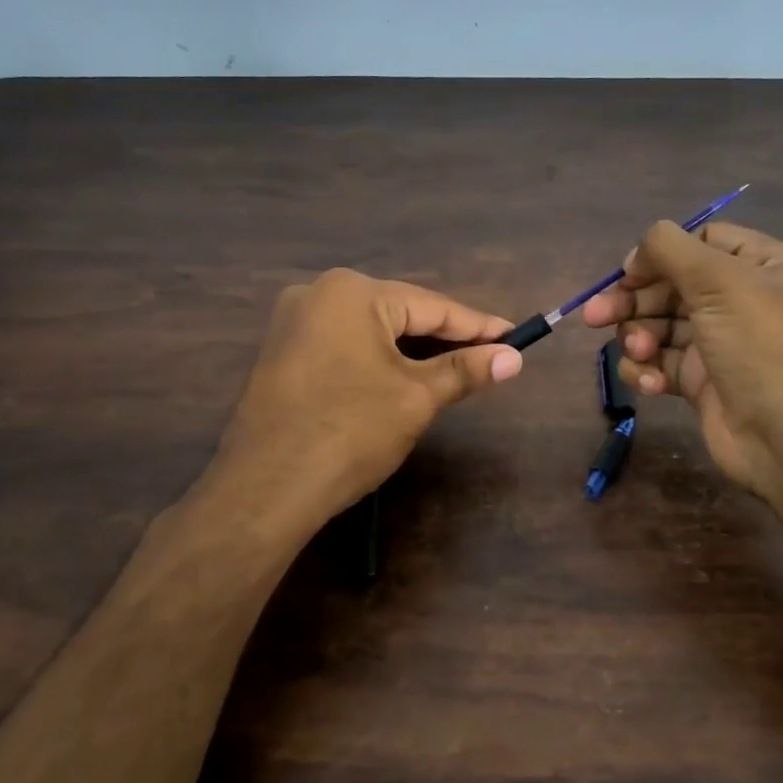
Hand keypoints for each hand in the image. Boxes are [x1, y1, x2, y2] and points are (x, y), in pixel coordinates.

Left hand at [214, 268, 522, 524]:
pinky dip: (380, 361)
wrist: (266, 490)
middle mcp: (318, 294)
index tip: (516, 336)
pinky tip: (405, 379)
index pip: (432, 306)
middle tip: (491, 356)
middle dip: (445, 338)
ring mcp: (294, 324)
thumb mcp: (416, 398)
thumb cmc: (350, 432)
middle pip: (400, 313)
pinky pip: (347, 347)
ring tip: (457, 370)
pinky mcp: (284, 355)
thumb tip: (514, 358)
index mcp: (352, 292)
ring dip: (414, 352)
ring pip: (373, 331)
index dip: (479, 325)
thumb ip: (466, 370)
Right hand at [580, 220, 782, 498]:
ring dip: (639, 337)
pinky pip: (663, 363)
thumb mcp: (720, 281)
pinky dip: (648, 370)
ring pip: (661, 326)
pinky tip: (651, 384)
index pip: (703, 242)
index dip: (661, 255)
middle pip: (673, 285)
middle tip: (594, 317)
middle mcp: (746, 299)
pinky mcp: (703, 382)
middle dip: (634, 301)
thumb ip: (670, 249)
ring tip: (639, 354)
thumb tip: (636, 255)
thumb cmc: (763, 348)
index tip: (627, 276)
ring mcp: (723, 343)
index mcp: (767, 265)